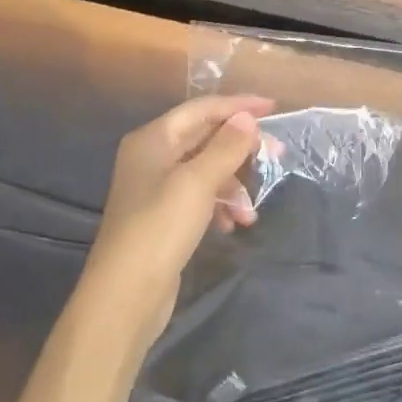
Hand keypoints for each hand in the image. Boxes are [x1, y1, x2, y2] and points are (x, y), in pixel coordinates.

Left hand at [80, 94, 273, 344]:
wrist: (125, 295)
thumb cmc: (160, 228)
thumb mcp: (198, 182)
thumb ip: (226, 147)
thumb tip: (246, 118)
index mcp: (153, 139)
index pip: (201, 108)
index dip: (238, 105)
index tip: (273, 108)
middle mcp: (152, 157)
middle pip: (205, 137)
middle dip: (241, 148)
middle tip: (276, 155)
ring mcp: (157, 187)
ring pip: (207, 170)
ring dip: (234, 185)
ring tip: (251, 211)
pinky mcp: (164, 216)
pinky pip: (201, 196)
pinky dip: (220, 205)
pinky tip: (233, 225)